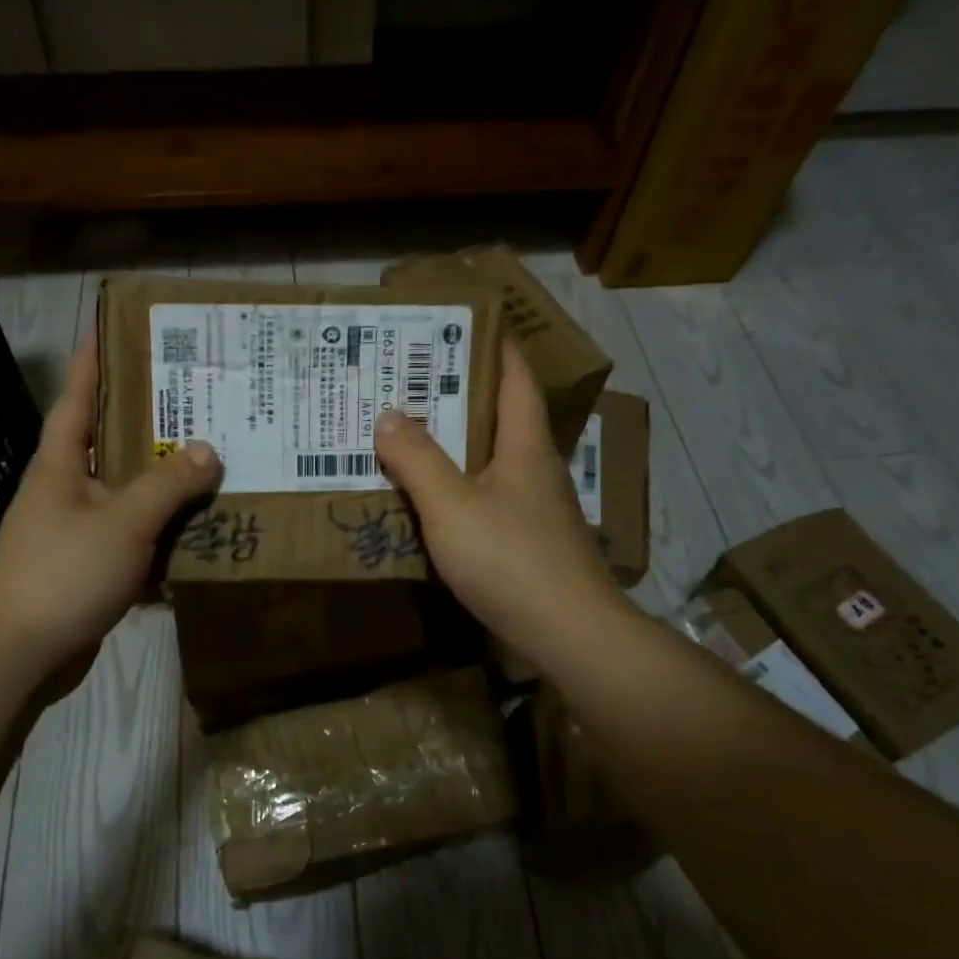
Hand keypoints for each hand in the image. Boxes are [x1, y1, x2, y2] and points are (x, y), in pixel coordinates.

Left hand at [0, 334, 221, 695]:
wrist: (18, 655)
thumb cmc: (64, 572)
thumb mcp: (123, 521)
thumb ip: (167, 484)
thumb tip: (208, 449)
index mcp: (60, 465)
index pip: (77, 399)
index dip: (92, 362)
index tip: (111, 328)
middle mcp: (65, 490)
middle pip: (110, 445)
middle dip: (148, 423)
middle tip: (195, 399)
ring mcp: (75, 532)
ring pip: (127, 495)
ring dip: (163, 484)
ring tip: (211, 462)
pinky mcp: (88, 569)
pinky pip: (133, 539)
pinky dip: (162, 535)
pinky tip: (199, 533)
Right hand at [373, 337, 630, 668]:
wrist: (570, 636)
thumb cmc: (512, 560)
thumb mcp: (452, 506)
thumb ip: (417, 459)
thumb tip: (388, 415)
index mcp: (526, 446)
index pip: (515, 379)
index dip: (495, 346)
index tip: (464, 322)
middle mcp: (535, 469)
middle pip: (501, 417)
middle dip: (460, 394)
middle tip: (410, 381)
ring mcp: (536, 510)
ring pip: (492, 461)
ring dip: (456, 445)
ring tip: (408, 435)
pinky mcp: (528, 544)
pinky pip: (487, 499)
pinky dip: (458, 489)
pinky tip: (429, 501)